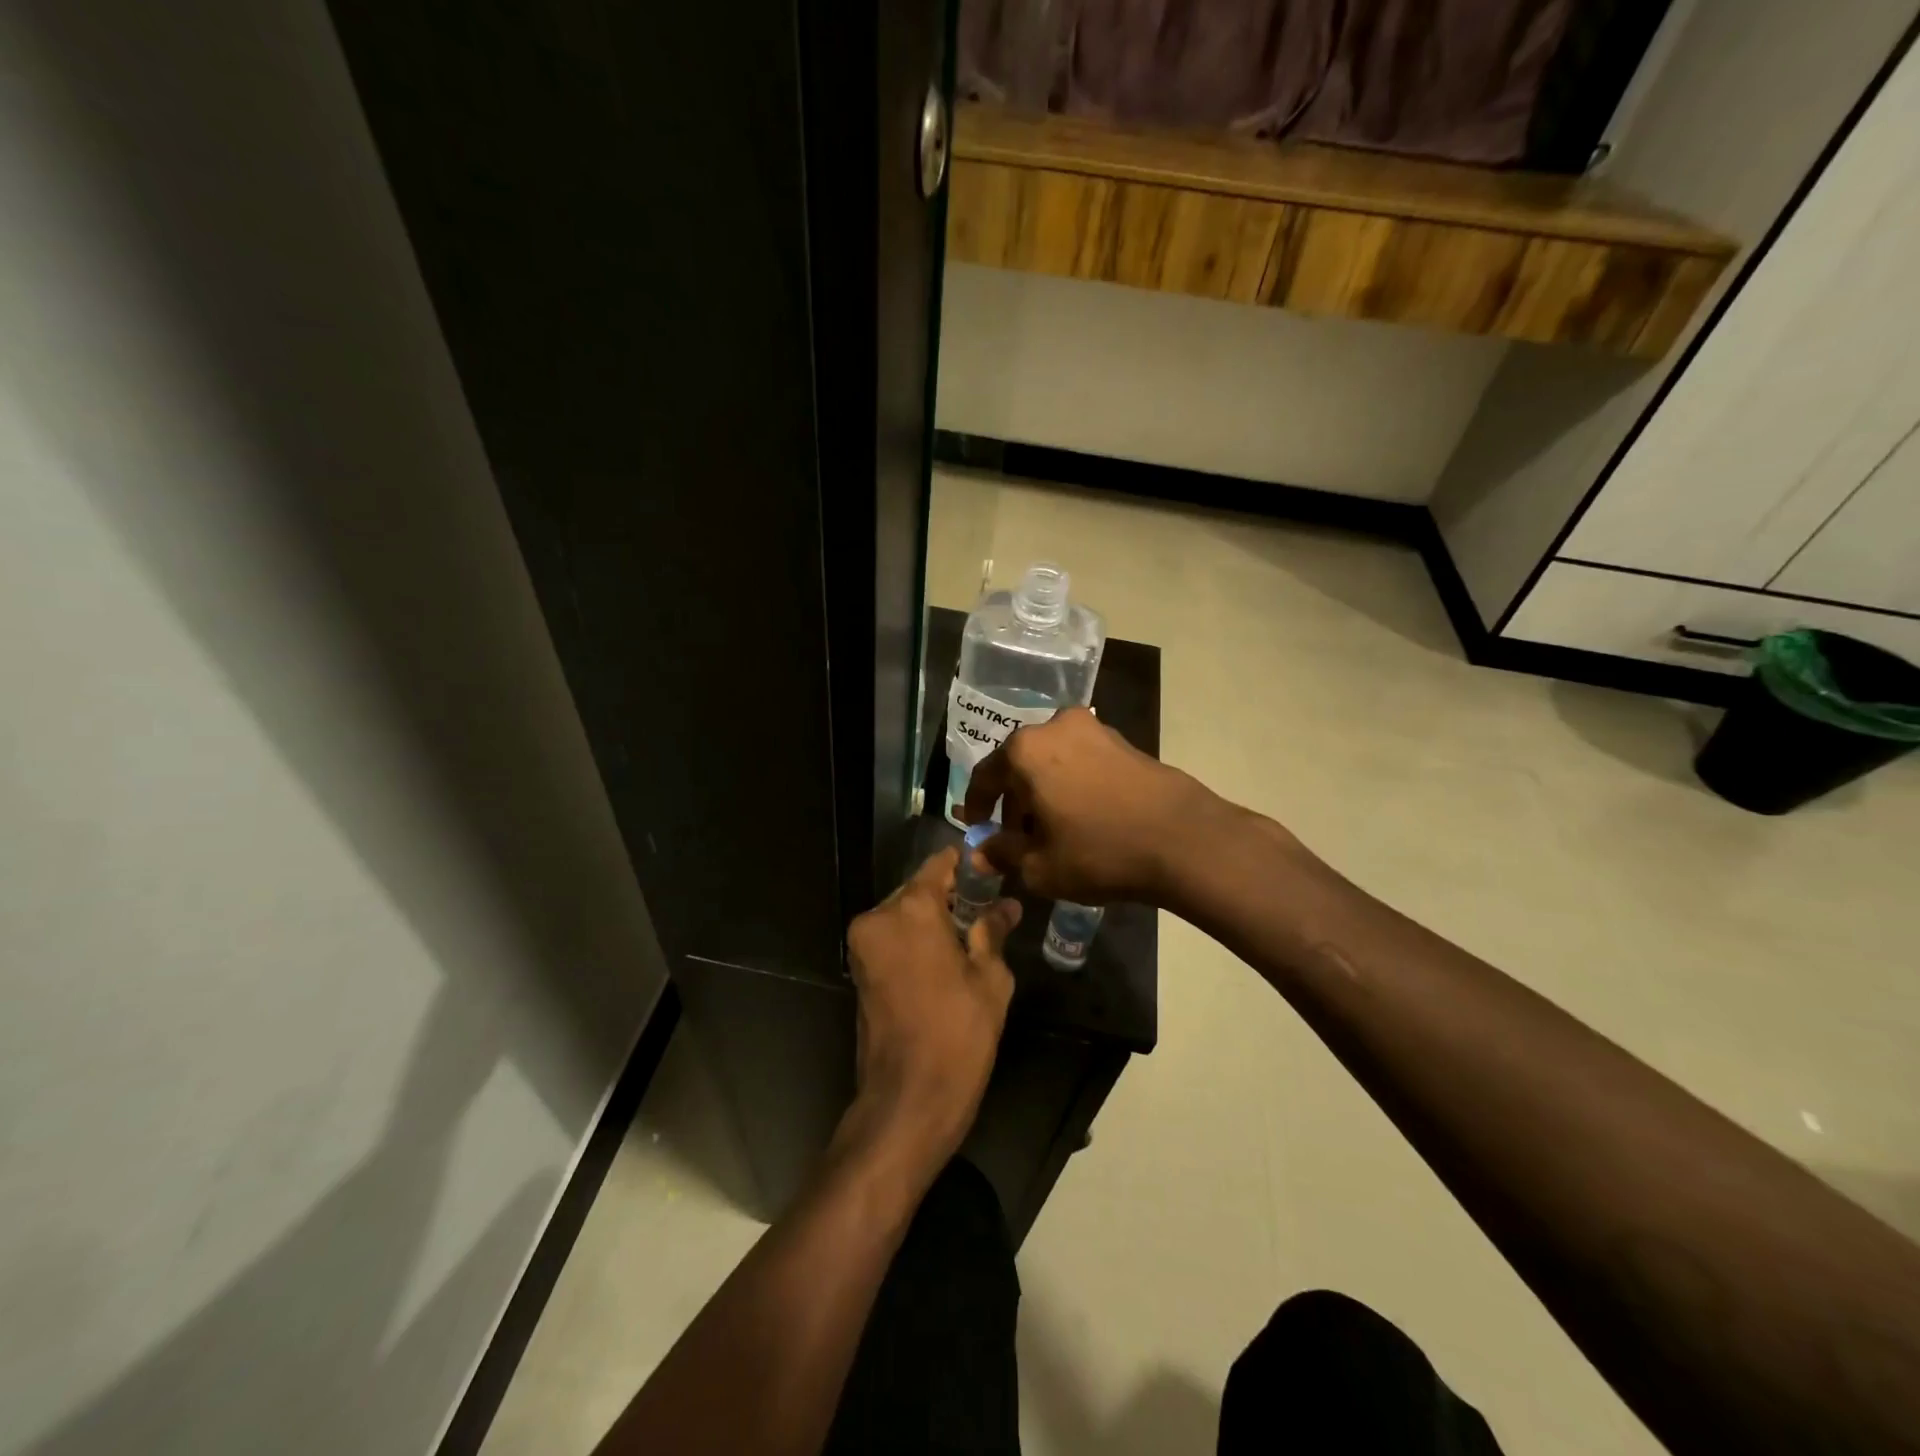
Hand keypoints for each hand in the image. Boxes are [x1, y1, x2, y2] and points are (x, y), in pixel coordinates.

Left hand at [839, 848, 1019, 1187]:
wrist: (907, 1100)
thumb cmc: (958, 1034)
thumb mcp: (990, 979)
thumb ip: (993, 932)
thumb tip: (1006, 906)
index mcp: (912, 910)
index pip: (939, 865)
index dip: (966, 864)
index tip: (991, 869)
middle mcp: (879, 917)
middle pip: (918, 890)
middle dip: (950, 896)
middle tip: (986, 909)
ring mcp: (863, 945)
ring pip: (903, 914)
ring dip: (932, 919)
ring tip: (970, 936)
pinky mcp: (858, 970)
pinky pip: (891, 938)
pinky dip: (915, 939)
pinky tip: (945, 958)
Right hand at [961, 706, 1239, 906]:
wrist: (1183, 839)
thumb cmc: (1099, 851)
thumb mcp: (1040, 865)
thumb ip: (1002, 854)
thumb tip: (980, 854)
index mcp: (1025, 750)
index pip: (985, 776)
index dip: (976, 806)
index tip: (977, 829)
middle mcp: (1055, 727)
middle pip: (1020, 766)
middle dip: (1014, 802)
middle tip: (1016, 838)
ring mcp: (1094, 730)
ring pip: (1052, 762)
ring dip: (1044, 793)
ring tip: (1051, 832)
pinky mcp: (1124, 741)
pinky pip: (1081, 762)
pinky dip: (1071, 786)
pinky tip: (1082, 818)